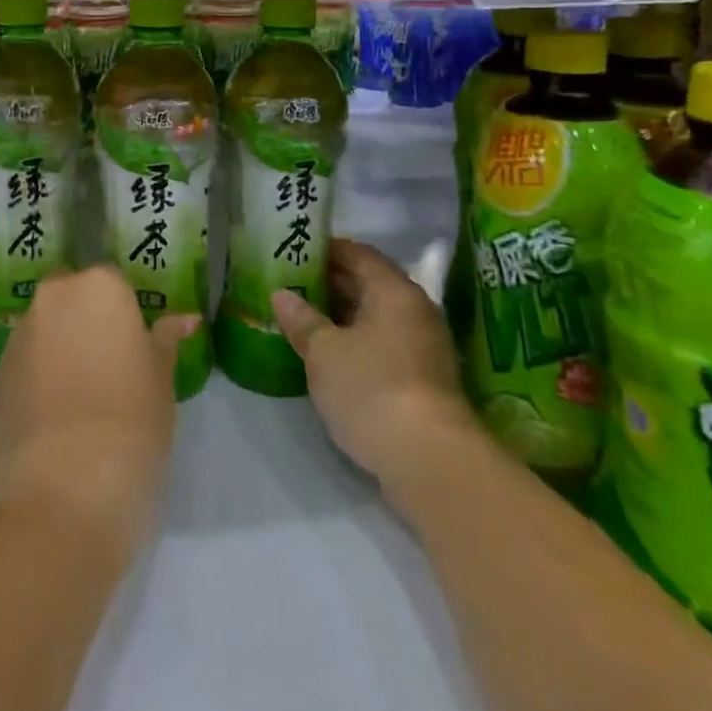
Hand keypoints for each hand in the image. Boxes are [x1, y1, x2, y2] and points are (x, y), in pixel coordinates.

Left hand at [0, 265, 198, 556]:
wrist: (65, 488)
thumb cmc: (132, 420)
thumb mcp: (162, 378)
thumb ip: (166, 339)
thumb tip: (184, 319)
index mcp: (99, 286)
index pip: (116, 284)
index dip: (127, 315)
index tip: (136, 348)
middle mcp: (54, 297)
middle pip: (74, 299)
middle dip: (88, 322)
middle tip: (112, 366)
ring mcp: (20, 335)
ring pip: (47, 329)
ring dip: (63, 348)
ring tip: (84, 397)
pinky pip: (27, 363)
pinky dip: (41, 377)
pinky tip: (58, 416)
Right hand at [273, 239, 470, 498]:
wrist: (430, 461)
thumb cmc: (371, 388)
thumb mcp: (323, 352)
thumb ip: (302, 319)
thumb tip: (282, 295)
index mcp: (393, 290)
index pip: (358, 253)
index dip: (326, 249)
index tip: (296, 251)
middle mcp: (415, 309)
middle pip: (369, 283)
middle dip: (331, 282)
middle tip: (291, 284)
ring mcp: (424, 346)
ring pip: (376, 316)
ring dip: (342, 315)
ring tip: (303, 318)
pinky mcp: (424, 379)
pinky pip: (384, 343)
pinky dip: (357, 341)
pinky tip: (329, 354)